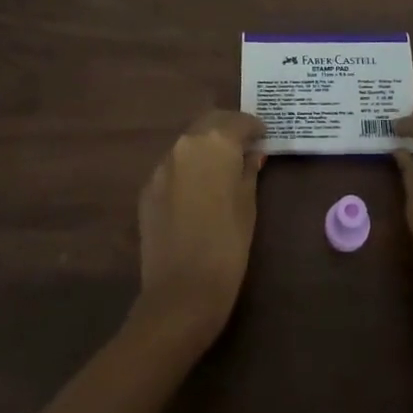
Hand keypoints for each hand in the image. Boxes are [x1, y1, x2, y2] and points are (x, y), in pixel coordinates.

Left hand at [135, 111, 265, 344]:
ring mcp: (162, 166)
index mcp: (215, 143)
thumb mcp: (249, 204)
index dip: (254, 127)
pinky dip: (188, 168)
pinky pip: (173, 167)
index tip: (264, 136)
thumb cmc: (228, 245)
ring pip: (189, 143)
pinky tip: (198, 189)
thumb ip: (249, 171)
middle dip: (228, 129)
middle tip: (245, 145)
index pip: (239, 121)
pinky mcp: (148, 189)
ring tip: (222, 166)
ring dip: (206, 148)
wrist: (181, 291)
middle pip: (210, 123)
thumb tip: (252, 154)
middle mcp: (185, 145)